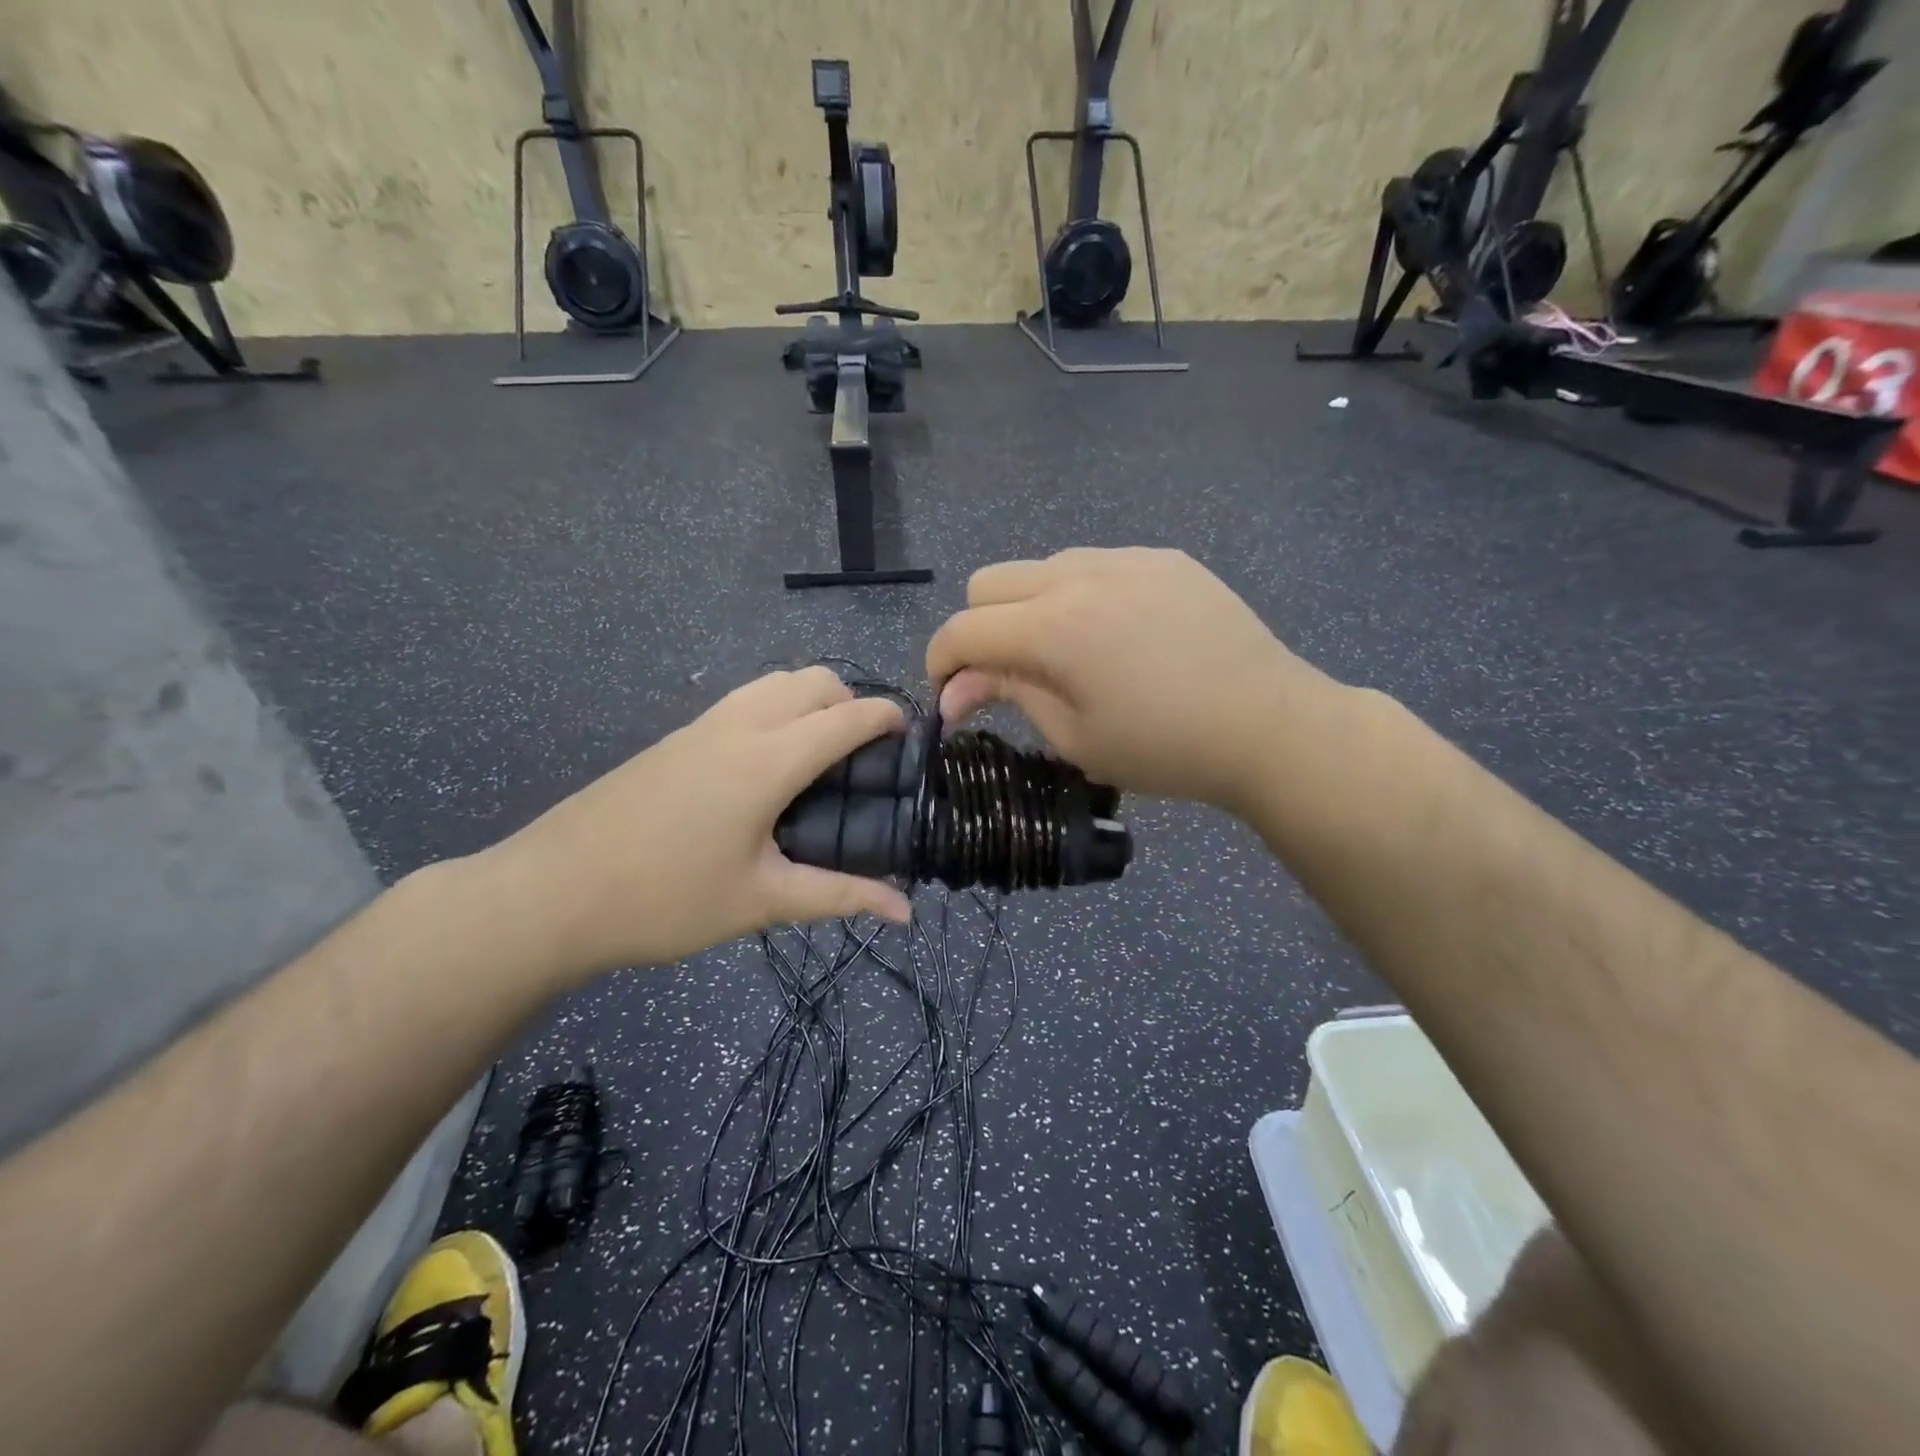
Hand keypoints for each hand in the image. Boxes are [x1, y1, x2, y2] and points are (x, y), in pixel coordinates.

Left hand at [478, 667, 911, 983]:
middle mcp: (739, 725)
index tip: (913, 735)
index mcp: (768, 760)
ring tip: (820, 756)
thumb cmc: (665, 899)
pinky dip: (777, 709)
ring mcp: (702, 725)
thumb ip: (840, 896)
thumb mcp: (761, 901)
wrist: (551, 893)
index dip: (888, 718)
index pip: (847, 717)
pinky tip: (767, 765)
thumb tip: (906, 911)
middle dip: (851, 702)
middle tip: (864, 757)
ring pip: (775, 682)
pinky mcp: (676, 737)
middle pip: (813, 680)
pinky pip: (744, 699)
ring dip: (811, 700)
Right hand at [926, 548, 1335, 812]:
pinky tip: (1117, 635)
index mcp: (1054, 627)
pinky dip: (1080, 595)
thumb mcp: (1074, 735)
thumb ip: (1008, 695)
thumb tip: (954, 688)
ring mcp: (1127, 558)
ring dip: (1029, 608)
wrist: (1269, 726)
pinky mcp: (1164, 558)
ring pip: (1041, 567)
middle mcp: (1080, 574)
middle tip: (1007, 675)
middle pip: (989, 582)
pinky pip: (1095, 564)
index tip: (950, 694)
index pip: (963, 629)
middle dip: (980, 628)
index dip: (941, 662)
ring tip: (1068, 654)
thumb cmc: (1165, 748)